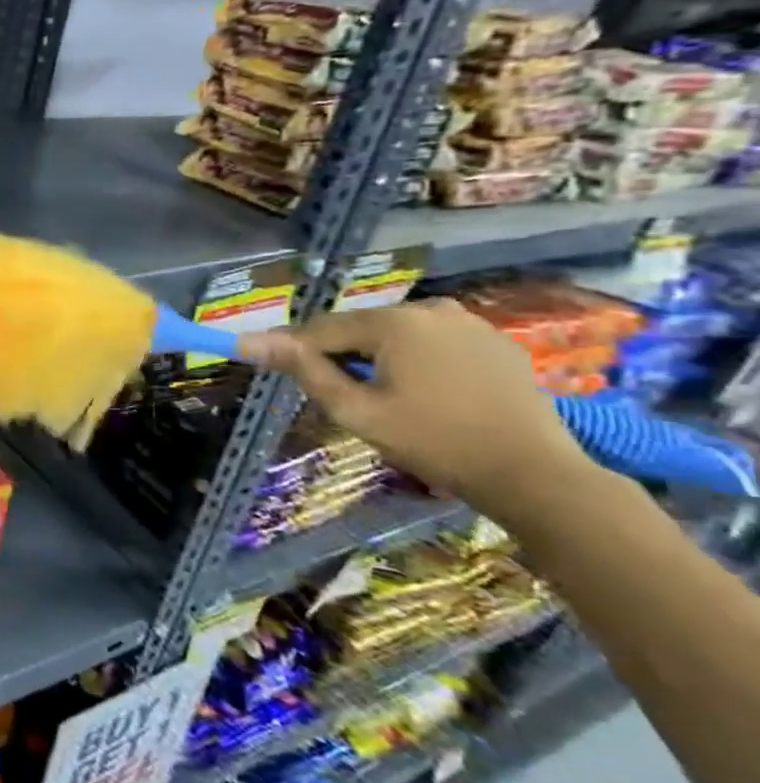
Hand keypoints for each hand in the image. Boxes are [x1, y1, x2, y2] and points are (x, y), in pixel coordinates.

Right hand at [243, 300, 594, 511]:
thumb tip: (247, 342)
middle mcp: (429, 308)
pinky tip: (425, 394)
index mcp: (393, 322)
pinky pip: (432, 342)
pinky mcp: (494, 341)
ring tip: (384, 398)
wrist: (534, 474)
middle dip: (341, 356)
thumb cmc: (434, 442)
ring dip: (377, 358)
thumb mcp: (356, 410)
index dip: (295, 352)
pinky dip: (415, 361)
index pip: (320, 329)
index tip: (282, 377)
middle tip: (342, 398)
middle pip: (359, 328)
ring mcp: (468, 322)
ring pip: (395, 334)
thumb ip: (303, 370)